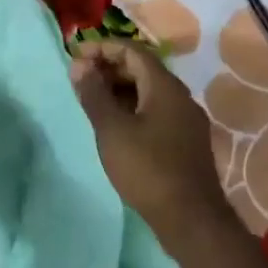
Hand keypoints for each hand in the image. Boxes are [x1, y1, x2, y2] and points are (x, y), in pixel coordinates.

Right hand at [71, 40, 226, 242]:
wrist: (192, 220)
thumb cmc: (147, 168)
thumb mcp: (112, 129)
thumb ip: (93, 94)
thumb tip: (79, 65)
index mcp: (164, 86)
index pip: (131, 50)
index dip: (102, 47)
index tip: (76, 56)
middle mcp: (180, 95)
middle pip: (142, 68)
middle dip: (109, 67)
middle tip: (80, 78)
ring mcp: (186, 119)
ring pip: (149, 90)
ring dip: (119, 88)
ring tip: (92, 100)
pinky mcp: (186, 140)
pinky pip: (156, 110)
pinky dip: (132, 106)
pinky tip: (115, 124)